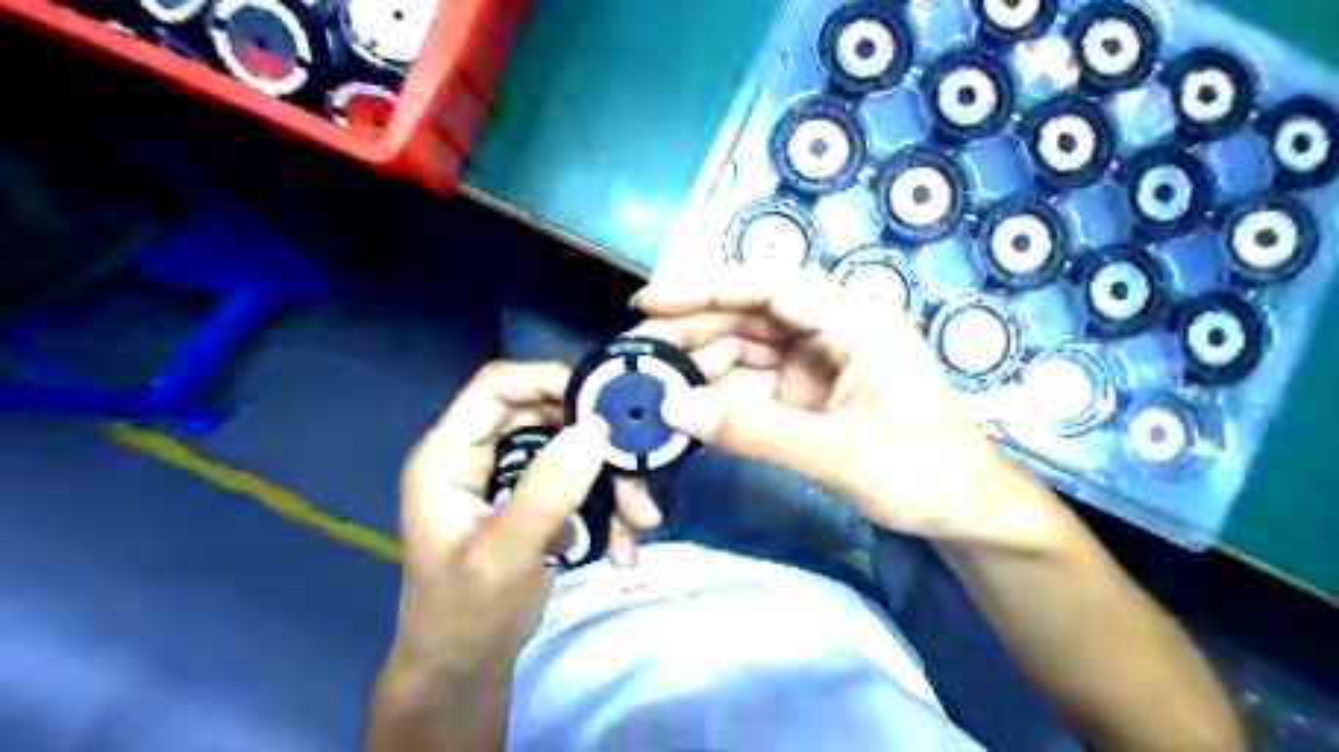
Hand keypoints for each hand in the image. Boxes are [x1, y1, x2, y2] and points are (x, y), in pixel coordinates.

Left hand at [365, 360, 656, 751]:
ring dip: (610, 480)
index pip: (496, 387)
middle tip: (636, 472)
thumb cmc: (466, 618)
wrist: (465, 674)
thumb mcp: (505, 557)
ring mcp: (507, 479)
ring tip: (640, 520)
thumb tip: (595, 431)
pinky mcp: (532, 501)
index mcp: (448, 456)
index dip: (548, 381)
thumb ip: (546, 493)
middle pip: (543, 415)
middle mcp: (477, 456)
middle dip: (595, 443)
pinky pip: (577, 481)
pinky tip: (623, 543)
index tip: (603, 405)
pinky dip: (607, 505)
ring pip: (569, 449)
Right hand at [634, 270, 1061, 551]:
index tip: (650, 301)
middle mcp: (834, 330)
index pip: (772, 286)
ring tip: (655, 384)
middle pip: (752, 314)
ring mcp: (820, 361)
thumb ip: (756, 431)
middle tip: (640, 354)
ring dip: (703, 363)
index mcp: (855, 323)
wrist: (964, 508)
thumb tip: (675, 410)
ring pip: (748, 347)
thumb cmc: (921, 472)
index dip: (707, 287)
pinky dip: (722, 393)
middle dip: (694, 329)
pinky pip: (756, 381)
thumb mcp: (838, 454)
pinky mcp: (811, 390)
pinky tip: (690, 404)